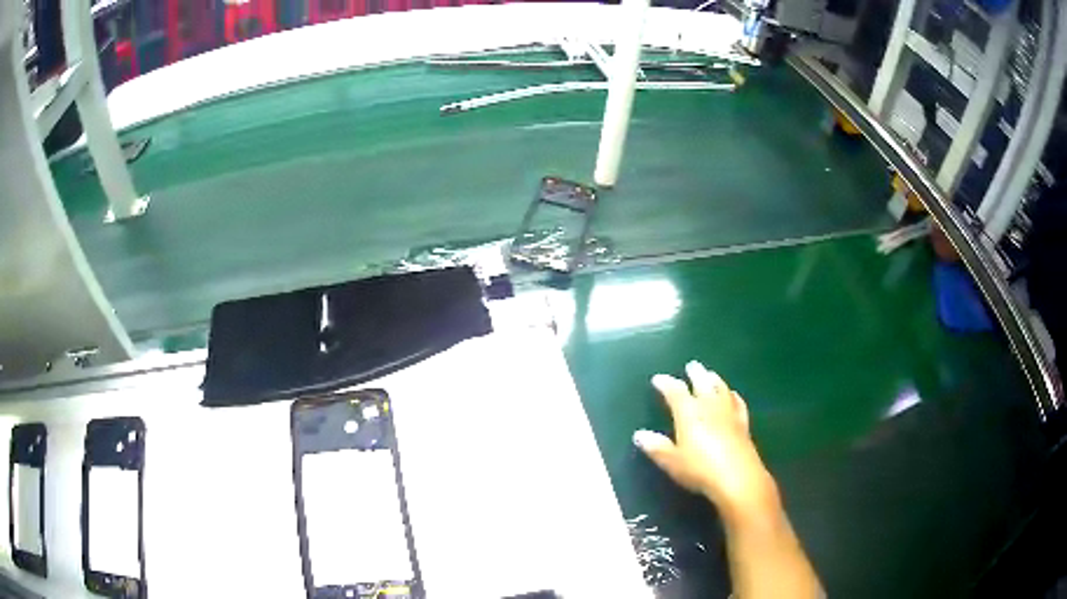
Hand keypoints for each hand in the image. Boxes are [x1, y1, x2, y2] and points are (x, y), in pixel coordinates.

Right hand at [634, 361, 777, 518]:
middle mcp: (709, 406)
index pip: (676, 392)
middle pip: (702, 384)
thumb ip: (657, 447)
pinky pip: (737, 403)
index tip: (658, 379)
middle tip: (692, 365)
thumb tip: (640, 434)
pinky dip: (733, 396)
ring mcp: (729, 413)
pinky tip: (733, 395)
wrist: (737, 477)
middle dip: (695, 374)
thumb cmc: (699, 469)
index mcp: (689, 413)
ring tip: (710, 374)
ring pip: (721, 389)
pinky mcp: (743, 424)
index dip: (666, 384)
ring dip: (715, 380)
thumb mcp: (672, 461)